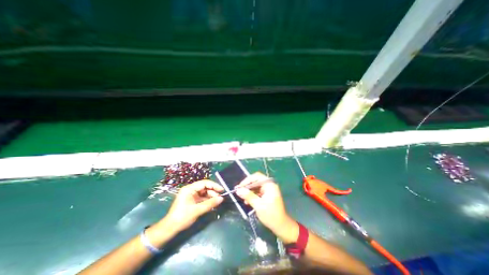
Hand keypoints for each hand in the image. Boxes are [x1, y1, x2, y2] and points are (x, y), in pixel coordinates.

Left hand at [162, 180, 223, 233]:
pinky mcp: (192, 200)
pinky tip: (212, 204)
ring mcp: (191, 195)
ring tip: (217, 201)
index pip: (204, 183)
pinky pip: (202, 197)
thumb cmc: (182, 217)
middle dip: (213, 192)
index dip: (214, 185)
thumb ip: (210, 203)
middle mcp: (190, 190)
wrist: (170, 228)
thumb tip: (222, 199)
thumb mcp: (197, 210)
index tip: (222, 190)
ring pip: (204, 192)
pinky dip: (207, 200)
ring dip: (211, 196)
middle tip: (220, 198)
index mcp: (189, 189)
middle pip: (205, 187)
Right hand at [236, 173, 299, 243]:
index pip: (257, 176)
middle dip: (247, 186)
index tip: (240, 187)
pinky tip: (248, 201)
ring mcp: (269, 190)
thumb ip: (248, 196)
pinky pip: (258, 191)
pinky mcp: (268, 195)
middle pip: (256, 181)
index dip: (247, 180)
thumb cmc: (270, 215)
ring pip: (256, 186)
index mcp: (269, 185)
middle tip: (239, 192)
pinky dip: (253, 195)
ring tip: (243, 198)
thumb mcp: (258, 205)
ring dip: (249, 191)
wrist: (281, 226)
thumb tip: (238, 190)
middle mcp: (269, 185)